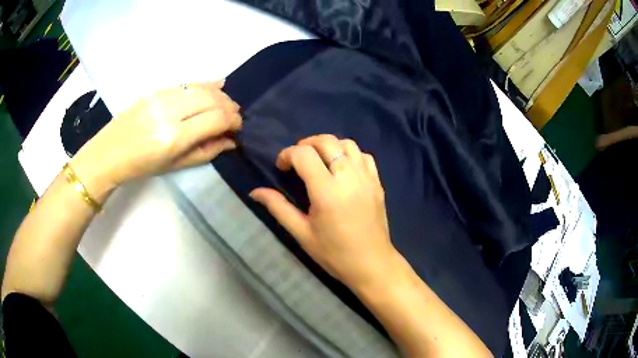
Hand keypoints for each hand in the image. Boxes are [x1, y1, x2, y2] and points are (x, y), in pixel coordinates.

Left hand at [71, 81, 240, 197]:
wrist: (109, 153)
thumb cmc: (141, 167)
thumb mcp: (175, 166)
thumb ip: (205, 151)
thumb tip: (230, 141)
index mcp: (174, 137)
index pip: (216, 119)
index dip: (233, 121)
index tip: (238, 128)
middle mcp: (170, 111)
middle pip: (213, 98)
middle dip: (230, 106)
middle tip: (234, 117)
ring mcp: (162, 96)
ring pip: (202, 87)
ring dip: (220, 95)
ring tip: (225, 104)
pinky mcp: (156, 89)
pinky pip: (188, 83)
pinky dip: (205, 85)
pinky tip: (215, 87)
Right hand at [250, 134, 400, 289]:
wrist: (371, 264)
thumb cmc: (334, 253)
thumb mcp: (302, 233)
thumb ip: (278, 207)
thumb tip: (255, 191)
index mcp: (327, 191)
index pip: (304, 154)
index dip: (287, 154)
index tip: (281, 167)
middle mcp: (349, 177)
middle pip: (327, 141)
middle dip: (306, 144)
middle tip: (297, 160)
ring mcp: (367, 178)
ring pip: (347, 144)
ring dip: (328, 146)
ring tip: (318, 160)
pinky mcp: (377, 182)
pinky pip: (364, 155)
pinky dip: (349, 154)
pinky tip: (342, 168)